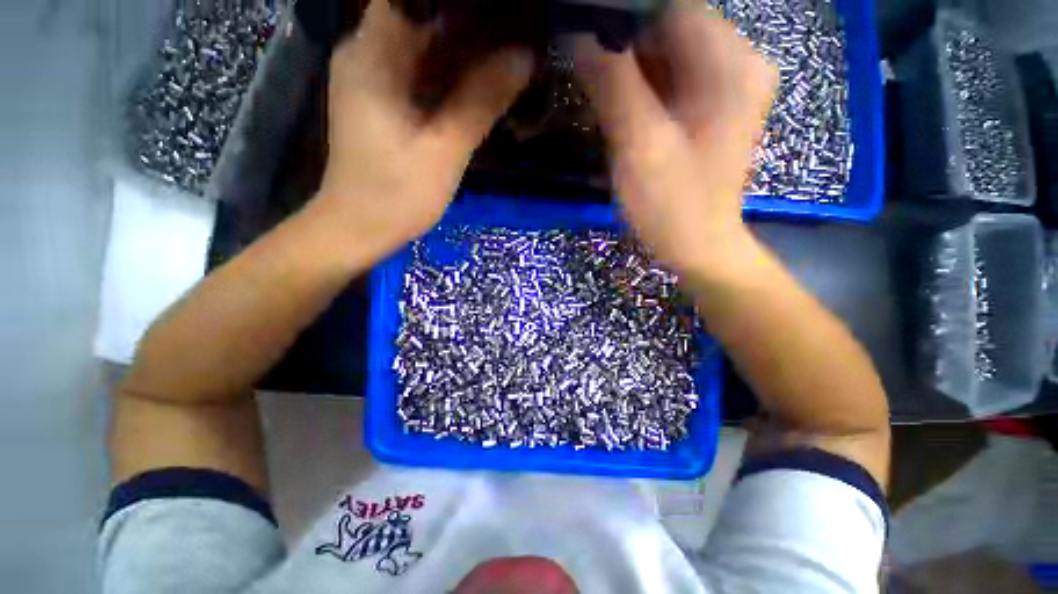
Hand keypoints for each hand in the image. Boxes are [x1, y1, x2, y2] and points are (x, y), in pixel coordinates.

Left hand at [318, 0, 532, 256]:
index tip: (500, 11)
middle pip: (421, 16)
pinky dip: (451, 75)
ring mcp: (374, 79)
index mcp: (373, 55)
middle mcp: (368, 54)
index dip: (460, 3)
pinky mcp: (384, 102)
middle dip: (469, 23)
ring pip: (423, 46)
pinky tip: (480, 82)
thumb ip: (481, 103)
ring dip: (464, 50)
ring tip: (507, 53)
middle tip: (513, 33)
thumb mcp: (444, 150)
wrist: (360, 228)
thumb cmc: (397, 194)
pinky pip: (421, 74)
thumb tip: (524, 58)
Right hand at [573, 4, 777, 274]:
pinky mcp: (707, 108)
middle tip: (583, 64)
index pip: (672, 7)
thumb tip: (580, 34)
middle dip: (622, 41)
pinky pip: (668, 80)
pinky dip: (639, 86)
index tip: (581, 30)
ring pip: (666, 54)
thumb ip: (613, 85)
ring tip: (595, 87)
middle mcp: (736, 64)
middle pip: (670, 28)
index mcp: (731, 65)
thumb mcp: (639, 146)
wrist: (697, 247)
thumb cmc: (671, 205)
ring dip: (628, 66)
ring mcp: (723, 87)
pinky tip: (618, 106)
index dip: (622, 14)